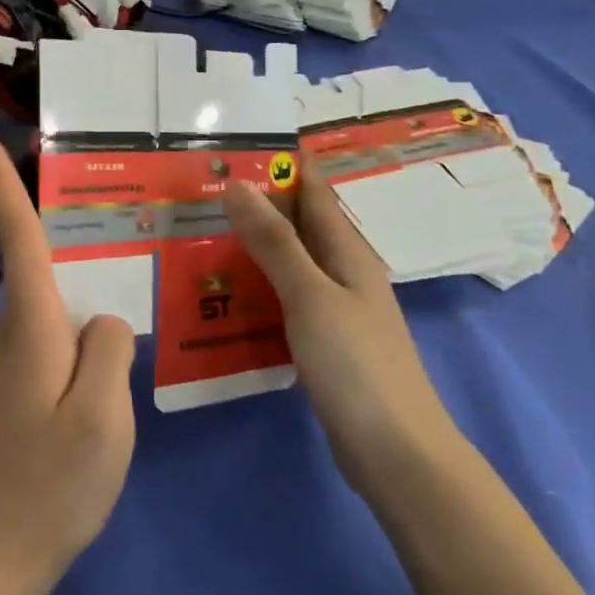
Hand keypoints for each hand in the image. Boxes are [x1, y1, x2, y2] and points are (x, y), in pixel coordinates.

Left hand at [0, 122, 137, 590]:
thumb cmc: (52, 482)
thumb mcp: (103, 415)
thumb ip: (110, 349)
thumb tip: (106, 319)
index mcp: (32, 322)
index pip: (16, 232)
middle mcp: (14, 328)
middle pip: (34, 255)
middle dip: (52, 219)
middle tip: (110, 199)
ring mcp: (12, 357)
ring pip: (50, 295)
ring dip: (76, 275)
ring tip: (128, 265)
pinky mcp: (19, 382)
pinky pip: (55, 327)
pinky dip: (79, 316)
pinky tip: (112, 336)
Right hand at [223, 161, 460, 493]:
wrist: (395, 453)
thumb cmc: (356, 365)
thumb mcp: (310, 296)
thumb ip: (275, 242)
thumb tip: (239, 184)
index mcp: (347, 251)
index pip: (314, 190)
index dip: (283, 162)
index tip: (238, 140)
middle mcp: (343, 272)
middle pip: (298, 224)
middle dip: (257, 202)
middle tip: (202, 186)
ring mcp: (334, 309)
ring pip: (288, 262)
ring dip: (252, 245)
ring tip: (199, 230)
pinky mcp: (323, 342)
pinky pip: (283, 299)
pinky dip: (256, 286)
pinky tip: (223, 291)